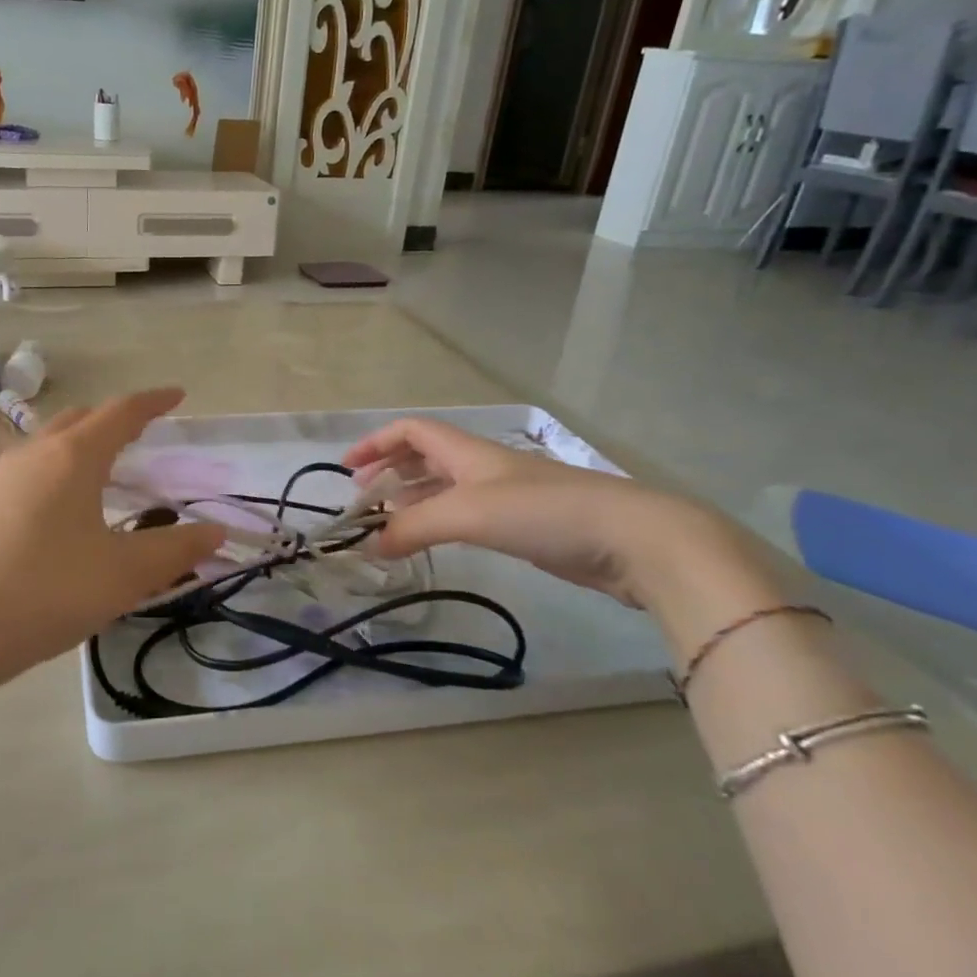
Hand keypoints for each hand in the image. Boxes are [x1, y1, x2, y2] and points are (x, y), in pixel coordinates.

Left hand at [0, 388, 225, 673]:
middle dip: (114, 420)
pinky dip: (55, 475)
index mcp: (73, 456)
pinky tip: (58, 516)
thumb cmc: (45, 591)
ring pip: (48, 445)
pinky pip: (27, 474)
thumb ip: (175, 550)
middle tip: (141, 436)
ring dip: (80, 447)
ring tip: (102, 474)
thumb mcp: (123, 575)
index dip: (154, 401)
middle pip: (80, 419)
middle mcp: (32, 454)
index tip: (177, 395)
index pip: (121, 412)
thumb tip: (215, 531)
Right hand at [342, 417, 773, 615]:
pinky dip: (439, 522)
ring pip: (445, 487)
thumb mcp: (466, 514)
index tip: (346, 469)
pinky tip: (433, 542)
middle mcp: (482, 466)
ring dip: (412, 499)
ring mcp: (506, 495)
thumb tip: (369, 545)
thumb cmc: (542, 512)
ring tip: (387, 523)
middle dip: (390, 470)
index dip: (376, 443)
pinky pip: (466, 515)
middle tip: (362, 498)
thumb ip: (412, 527)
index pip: (411, 431)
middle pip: (425, 456)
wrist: (630, 538)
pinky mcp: (524, 524)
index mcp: (467, 451)